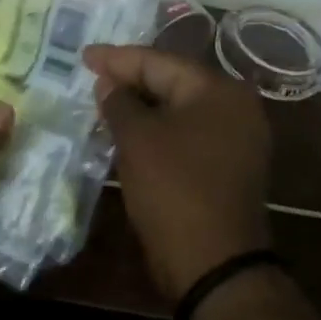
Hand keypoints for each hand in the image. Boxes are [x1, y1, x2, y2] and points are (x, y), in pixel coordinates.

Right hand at [83, 45, 271, 304]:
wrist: (213, 263)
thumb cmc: (174, 189)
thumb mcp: (137, 139)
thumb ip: (119, 102)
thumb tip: (108, 82)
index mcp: (218, 90)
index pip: (159, 61)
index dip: (117, 58)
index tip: (83, 56)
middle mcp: (235, 107)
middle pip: (173, 81)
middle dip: (130, 79)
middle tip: (92, 75)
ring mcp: (237, 138)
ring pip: (179, 109)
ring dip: (142, 106)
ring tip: (104, 100)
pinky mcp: (229, 165)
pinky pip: (187, 132)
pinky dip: (158, 128)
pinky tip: (129, 130)